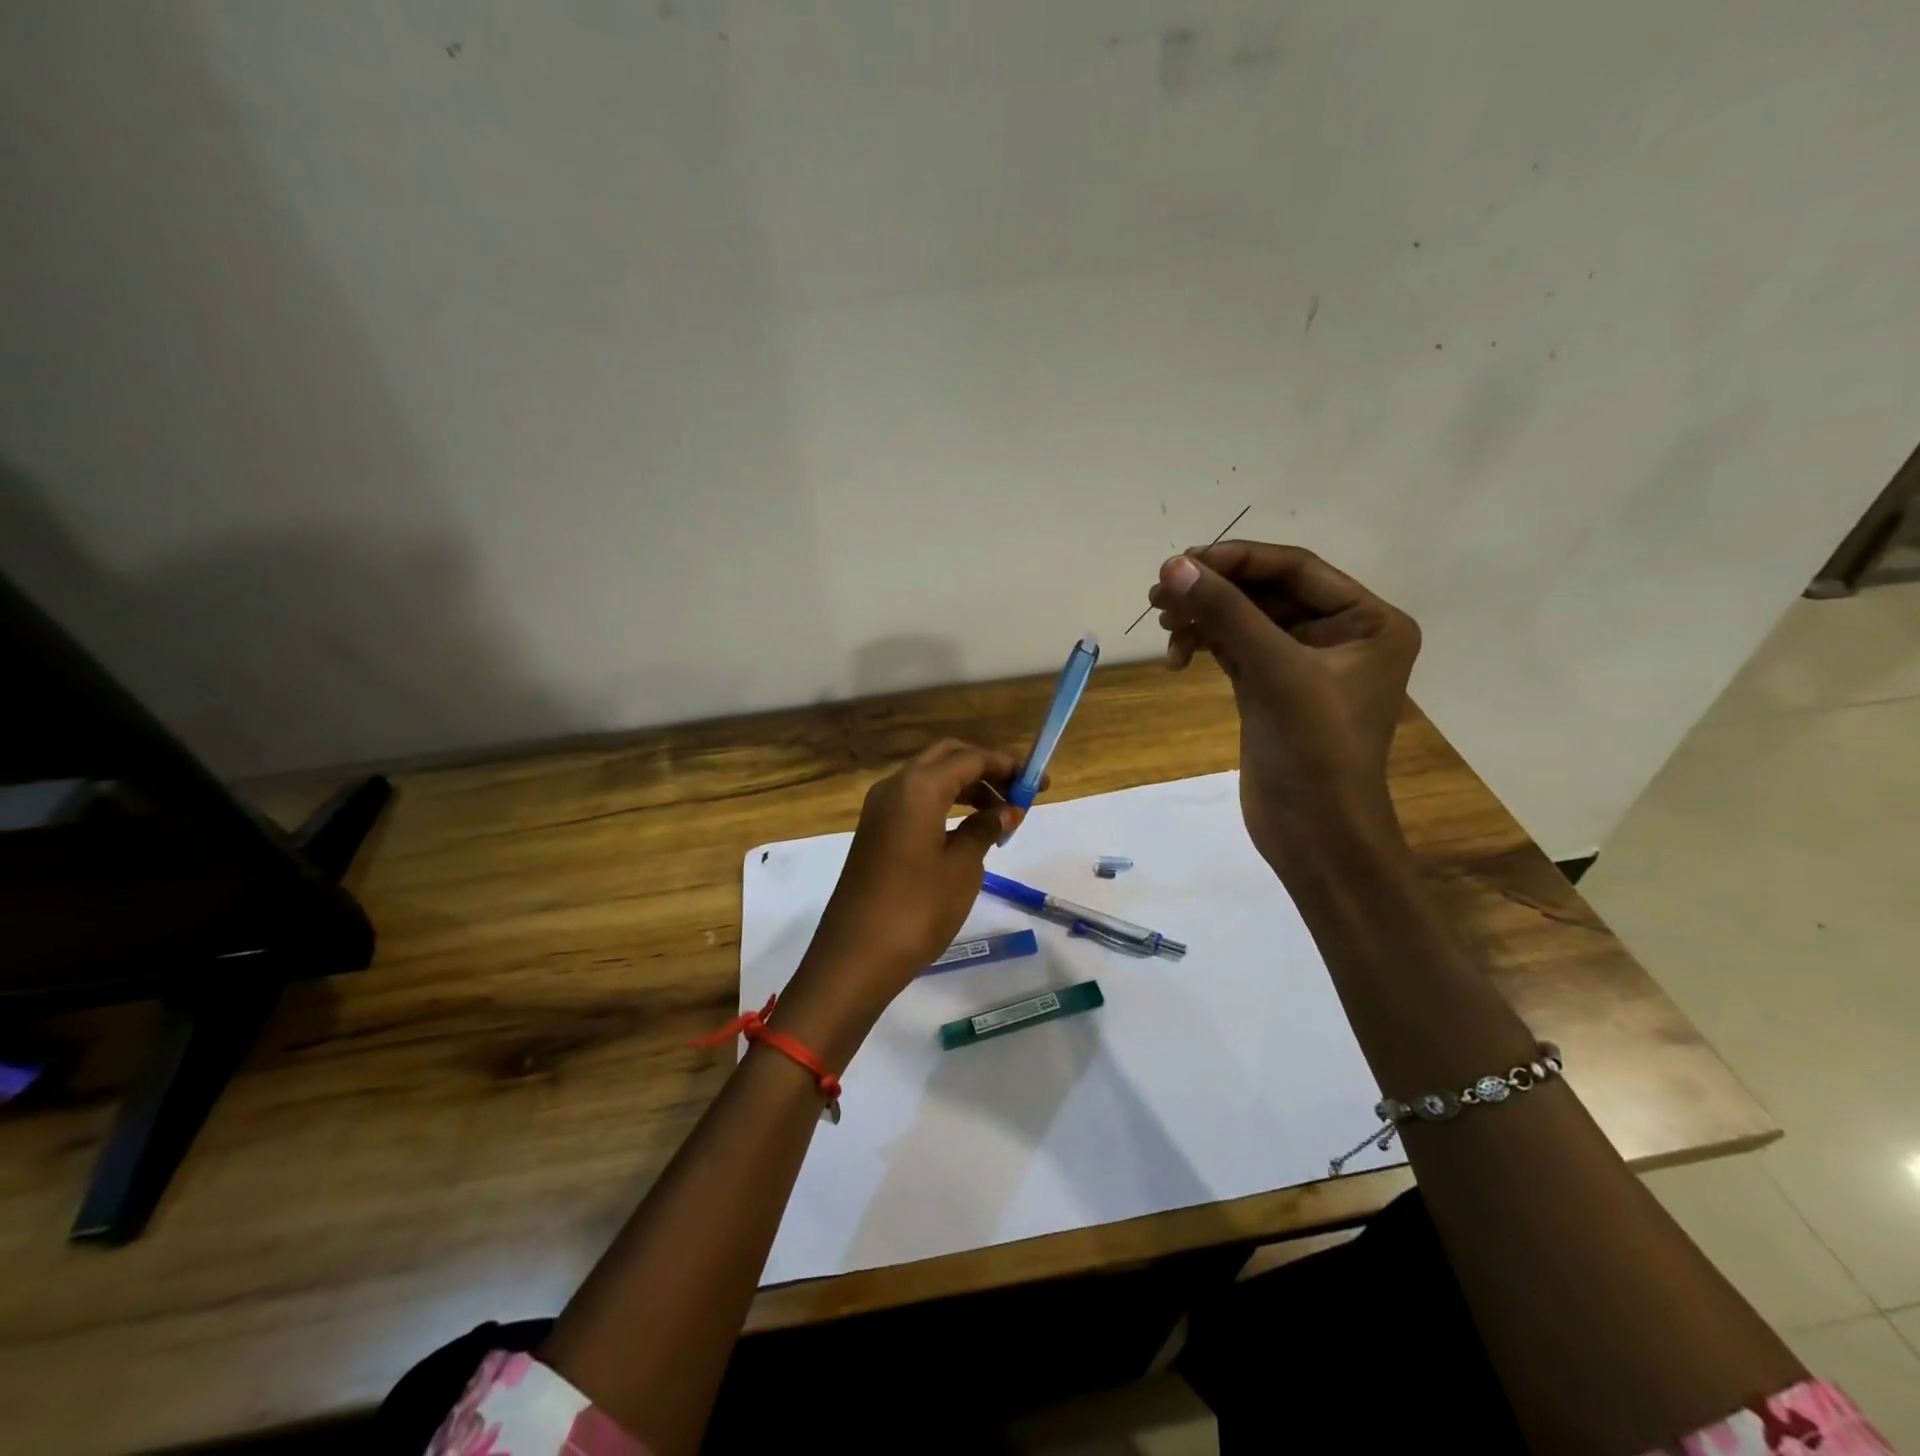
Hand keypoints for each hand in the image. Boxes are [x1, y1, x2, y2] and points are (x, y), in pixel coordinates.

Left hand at [771, 740, 1023, 1065]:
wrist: (856, 956)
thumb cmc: (917, 909)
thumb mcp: (963, 867)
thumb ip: (985, 829)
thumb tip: (1006, 809)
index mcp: (917, 786)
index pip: (970, 758)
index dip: (1008, 766)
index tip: (1038, 784)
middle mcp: (894, 787)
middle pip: (946, 759)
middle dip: (985, 770)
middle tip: (1017, 794)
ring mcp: (879, 810)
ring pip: (929, 780)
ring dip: (966, 788)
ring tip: (1000, 816)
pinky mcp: (874, 832)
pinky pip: (915, 802)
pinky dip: (944, 805)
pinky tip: (967, 830)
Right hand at [1147, 541, 1420, 875]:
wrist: (1315, 836)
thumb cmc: (1315, 750)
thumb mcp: (1274, 671)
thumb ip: (1226, 613)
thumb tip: (1174, 566)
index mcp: (1368, 621)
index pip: (1296, 569)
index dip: (1237, 560)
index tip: (1182, 563)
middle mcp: (1340, 635)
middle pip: (1266, 593)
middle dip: (1214, 592)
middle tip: (1159, 594)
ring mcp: (1303, 665)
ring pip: (1245, 621)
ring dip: (1204, 619)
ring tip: (1163, 626)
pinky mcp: (1271, 691)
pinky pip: (1234, 650)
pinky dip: (1205, 646)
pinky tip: (1177, 658)